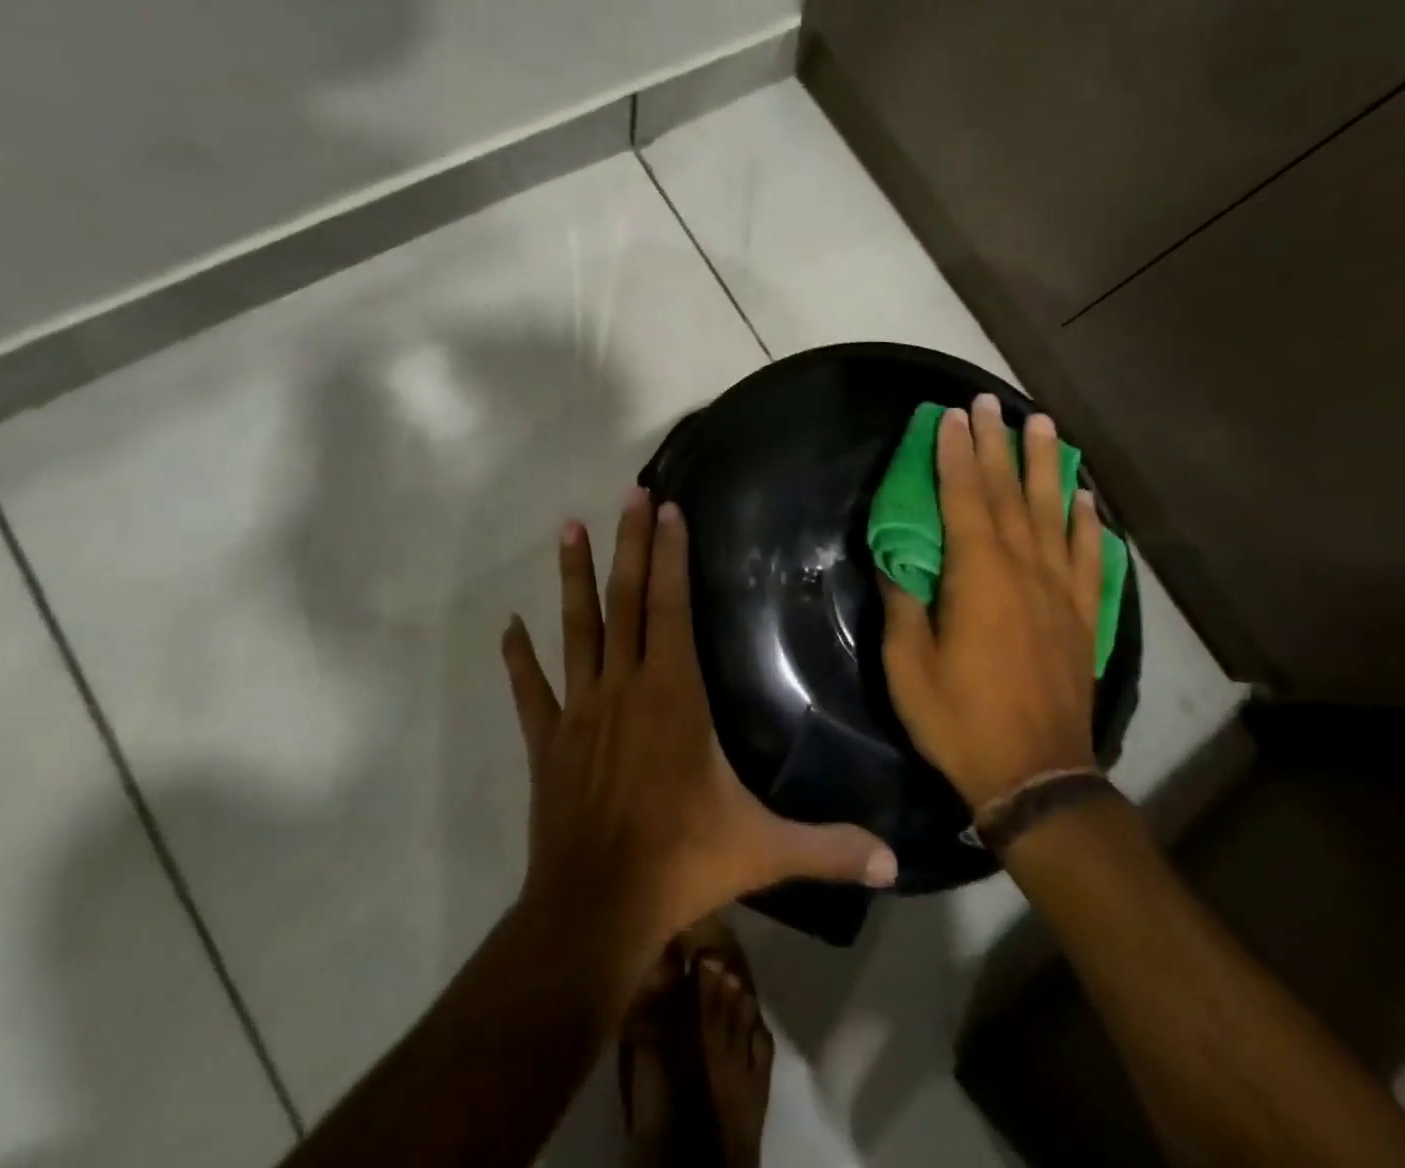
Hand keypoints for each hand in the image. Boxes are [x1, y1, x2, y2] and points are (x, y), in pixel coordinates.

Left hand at [502, 488, 897, 956]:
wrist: (593, 911)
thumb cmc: (681, 863)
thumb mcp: (764, 851)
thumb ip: (829, 847)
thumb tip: (896, 861)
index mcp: (673, 696)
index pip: (672, 607)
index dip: (671, 555)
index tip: (667, 508)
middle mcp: (625, 687)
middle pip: (627, 600)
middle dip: (631, 545)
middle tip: (629, 494)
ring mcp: (581, 711)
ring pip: (577, 630)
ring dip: (572, 578)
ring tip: (567, 529)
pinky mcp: (548, 741)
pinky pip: (532, 690)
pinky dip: (519, 658)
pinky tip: (508, 626)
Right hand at [881, 395, 1102, 811]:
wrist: (1036, 776)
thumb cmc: (960, 719)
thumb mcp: (908, 666)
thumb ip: (902, 604)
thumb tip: (893, 559)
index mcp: (978, 576)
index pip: (964, 498)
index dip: (956, 454)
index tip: (951, 416)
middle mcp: (1024, 570)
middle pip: (1009, 493)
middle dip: (997, 444)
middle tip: (991, 402)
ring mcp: (1060, 591)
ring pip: (1053, 513)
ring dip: (1046, 466)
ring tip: (1043, 426)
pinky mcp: (1082, 615)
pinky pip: (1089, 556)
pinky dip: (1088, 522)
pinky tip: (1086, 498)